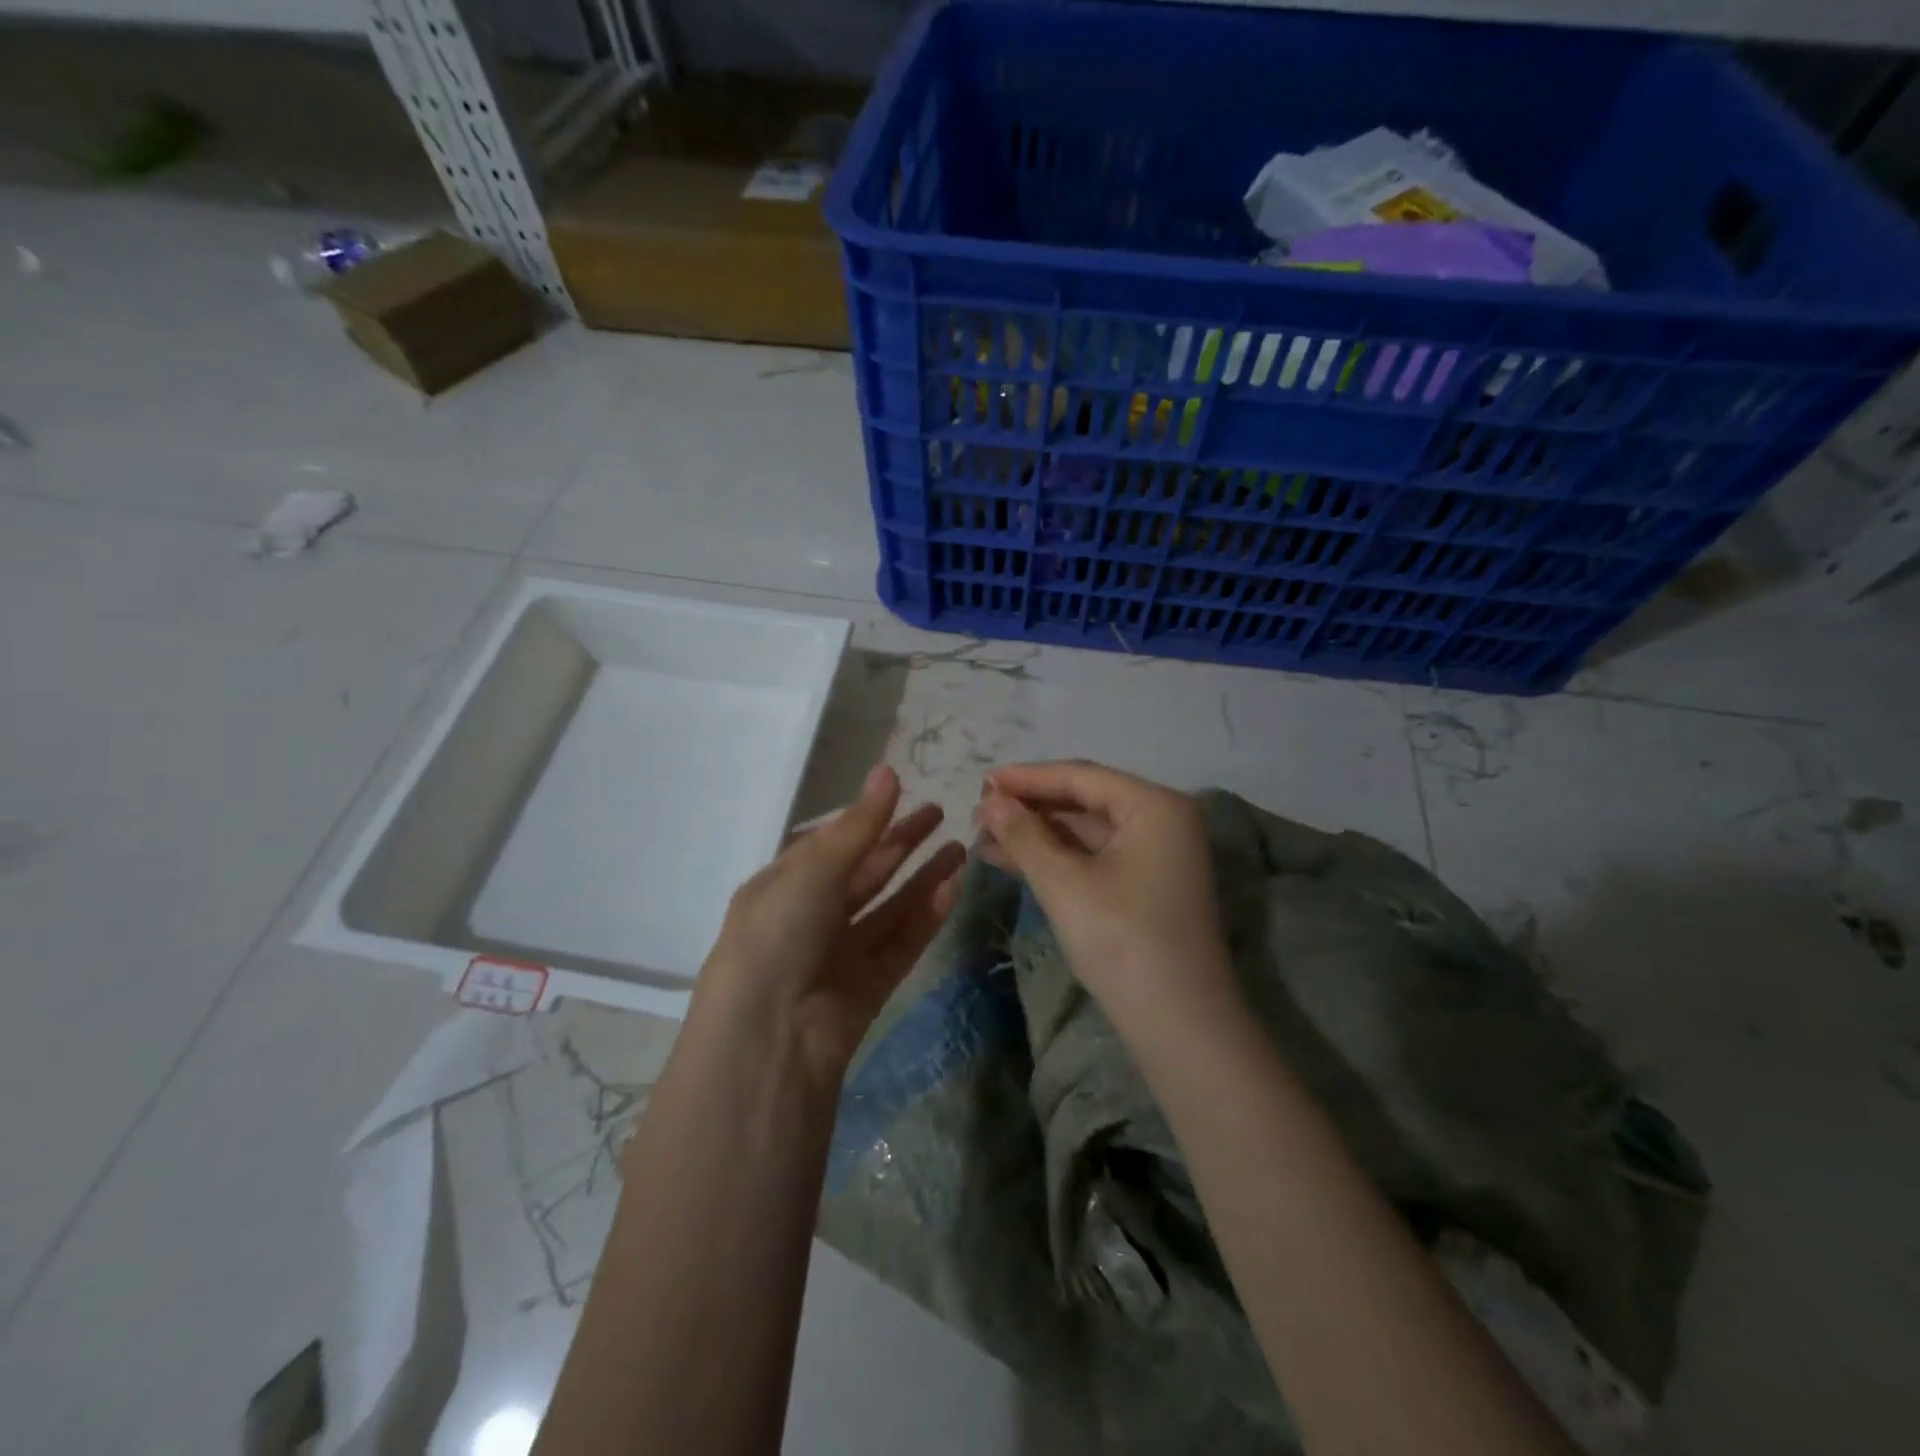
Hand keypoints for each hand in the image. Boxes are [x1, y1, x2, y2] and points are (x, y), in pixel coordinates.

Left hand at [697, 764, 965, 1086]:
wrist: (768, 1039)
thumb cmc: (777, 936)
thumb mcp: (812, 871)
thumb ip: (858, 825)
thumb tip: (888, 770)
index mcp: (782, 886)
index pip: (829, 844)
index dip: (866, 818)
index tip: (903, 792)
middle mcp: (810, 917)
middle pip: (865, 873)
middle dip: (901, 842)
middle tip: (941, 813)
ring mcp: (840, 954)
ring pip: (889, 908)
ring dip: (923, 878)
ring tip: (961, 848)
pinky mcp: (868, 987)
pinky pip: (901, 943)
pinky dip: (926, 916)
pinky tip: (953, 887)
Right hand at [975, 761, 1237, 1033]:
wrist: (1179, 1026)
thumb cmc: (1122, 940)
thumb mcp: (1064, 883)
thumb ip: (1024, 835)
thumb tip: (990, 803)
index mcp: (1154, 806)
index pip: (1081, 776)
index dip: (1028, 778)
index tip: (982, 780)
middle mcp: (1161, 821)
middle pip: (1084, 801)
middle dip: (1030, 807)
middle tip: (979, 811)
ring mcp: (1156, 856)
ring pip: (1085, 832)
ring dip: (1036, 834)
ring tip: (984, 836)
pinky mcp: (1144, 887)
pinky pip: (1093, 859)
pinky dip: (1055, 859)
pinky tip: (1011, 860)